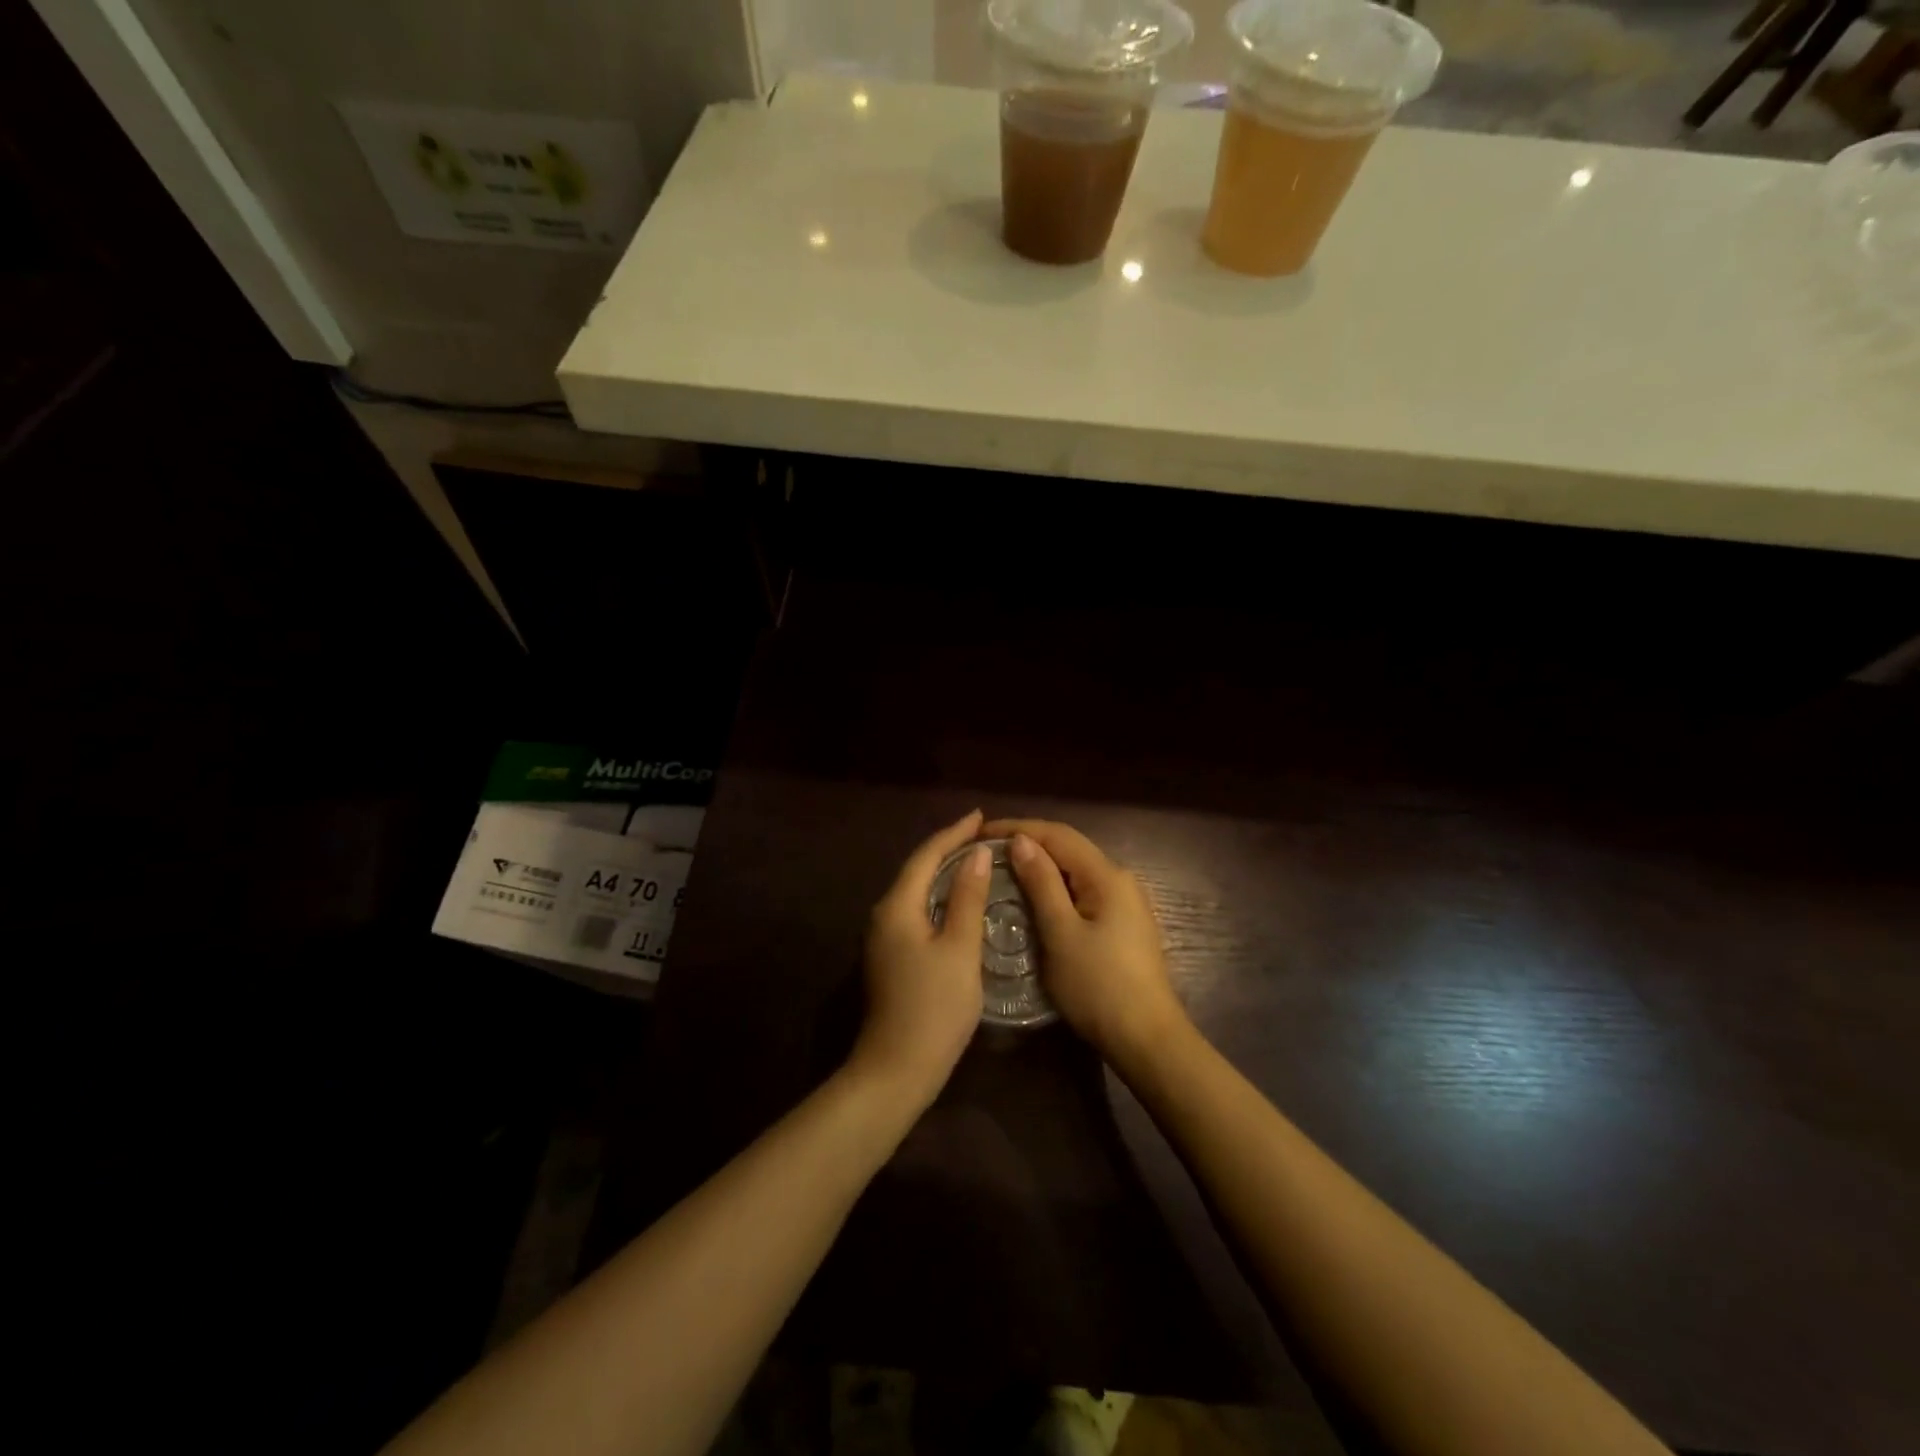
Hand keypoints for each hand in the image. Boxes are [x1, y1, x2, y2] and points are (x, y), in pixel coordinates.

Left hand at [850, 810, 990, 1107]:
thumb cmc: (934, 1006)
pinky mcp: (890, 958)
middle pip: (917, 870)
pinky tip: (959, 904)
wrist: (896, 1069)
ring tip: (975, 861)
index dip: (953, 833)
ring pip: (916, 892)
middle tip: (982, 836)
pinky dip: (939, 899)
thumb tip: (977, 854)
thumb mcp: (960, 949)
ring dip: (943, 874)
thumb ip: (968, 898)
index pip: (926, 856)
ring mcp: (883, 938)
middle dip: (948, 849)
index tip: (980, 817)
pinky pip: (917, 912)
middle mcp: (884, 915)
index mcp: (897, 906)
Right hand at [982, 818, 1189, 1069]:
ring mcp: (1124, 903)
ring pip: (1075, 871)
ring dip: (1040, 866)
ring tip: (1002, 871)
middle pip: (1068, 848)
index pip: (1058, 834)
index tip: (980, 833)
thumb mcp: (1061, 933)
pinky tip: (1033, 899)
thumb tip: (1021, 840)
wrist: (1147, 1040)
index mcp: (1107, 875)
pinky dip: (1054, 888)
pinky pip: (1082, 891)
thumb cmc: (1098, 986)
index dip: (1018, 827)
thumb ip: (1041, 883)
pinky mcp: (1122, 924)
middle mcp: (1120, 879)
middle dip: (1028, 843)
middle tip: (986, 851)